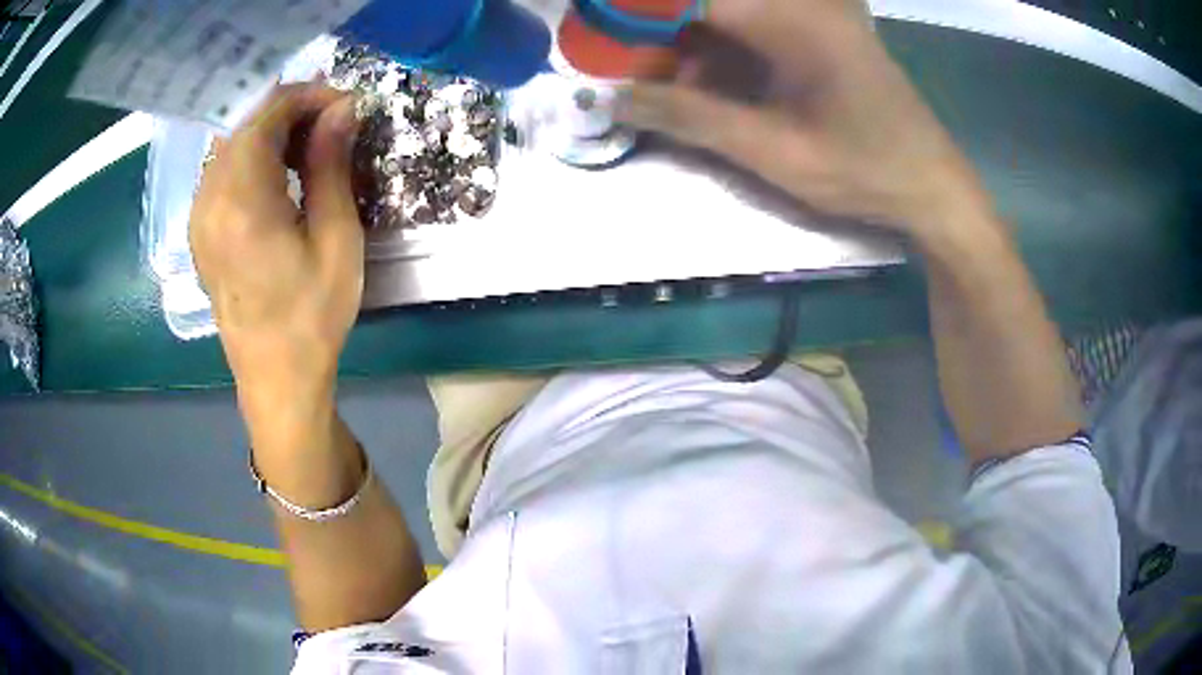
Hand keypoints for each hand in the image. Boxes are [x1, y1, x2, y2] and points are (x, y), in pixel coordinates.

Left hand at [189, 84, 362, 436]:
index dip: (308, 97)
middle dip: (290, 110)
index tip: (346, 105)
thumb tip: (342, 108)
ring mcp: (199, 215)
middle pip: (244, 123)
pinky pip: (223, 169)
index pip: (267, 114)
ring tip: (311, 145)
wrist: (275, 378)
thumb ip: (331, 165)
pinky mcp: (200, 229)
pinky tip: (280, 173)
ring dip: (271, 131)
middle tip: (333, 122)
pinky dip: (253, 155)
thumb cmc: (312, 316)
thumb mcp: (336, 240)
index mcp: (241, 201)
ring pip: (231, 143)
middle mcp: (209, 199)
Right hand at [616, 0, 990, 235]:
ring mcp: (813, 16)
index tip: (600, 50)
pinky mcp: (819, 33)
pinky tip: (714, 93)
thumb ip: (690, 117)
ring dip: (691, 51)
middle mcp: (801, 5)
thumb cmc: (864, 170)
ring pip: (726, 17)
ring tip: (672, 98)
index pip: (690, 1)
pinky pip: (753, 30)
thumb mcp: (772, 151)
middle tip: (635, 82)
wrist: (932, 187)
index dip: (635, 19)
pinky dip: (723, 57)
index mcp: (791, 19)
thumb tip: (613, 98)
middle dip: (661, 39)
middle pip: (707, 7)